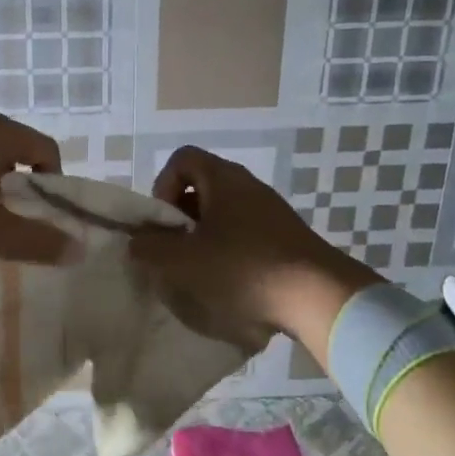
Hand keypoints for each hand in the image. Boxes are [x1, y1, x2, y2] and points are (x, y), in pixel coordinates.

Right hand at [130, 146, 375, 352]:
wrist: (317, 296)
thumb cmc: (242, 269)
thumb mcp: (183, 262)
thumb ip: (149, 249)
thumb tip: (137, 242)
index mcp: (223, 179)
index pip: (182, 159)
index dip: (162, 186)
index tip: (163, 223)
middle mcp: (248, 186)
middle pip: (201, 188)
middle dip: (180, 220)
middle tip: (175, 252)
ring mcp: (271, 212)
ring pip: (223, 215)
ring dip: (203, 239)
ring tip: (199, 273)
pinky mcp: (285, 238)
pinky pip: (245, 235)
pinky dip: (229, 253)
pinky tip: (230, 284)